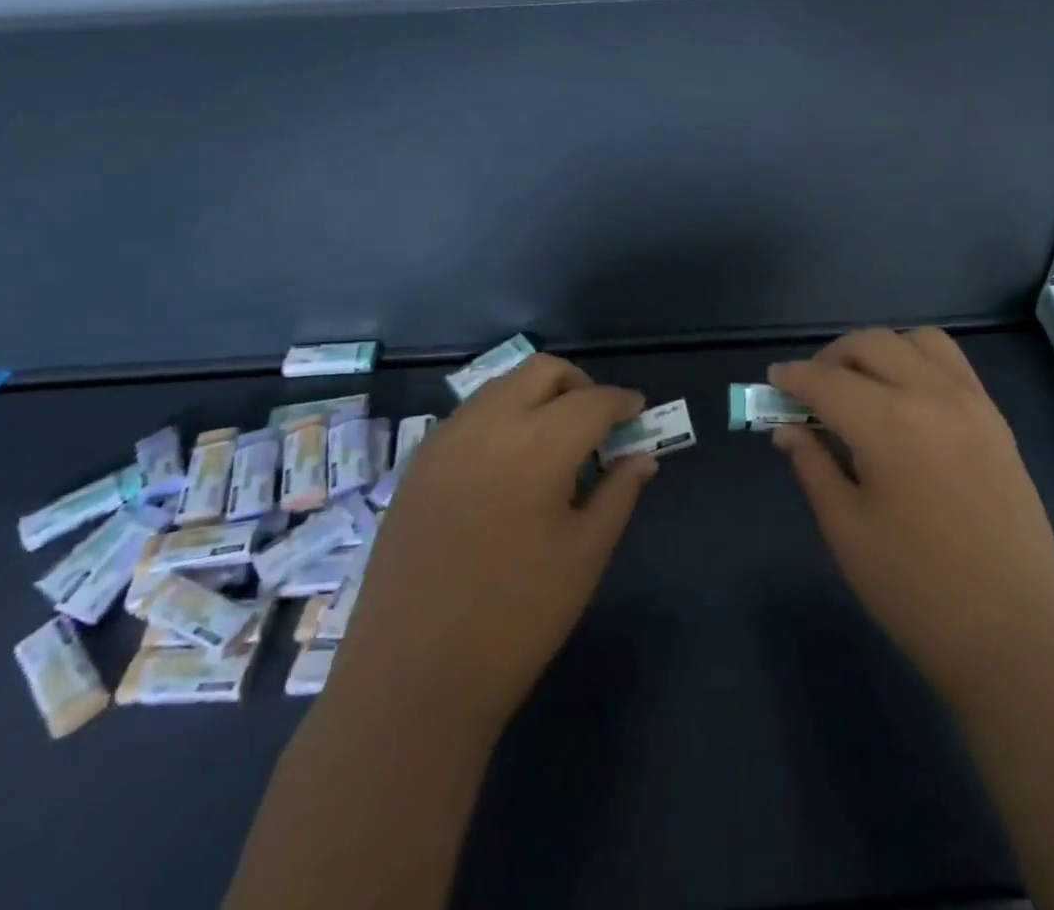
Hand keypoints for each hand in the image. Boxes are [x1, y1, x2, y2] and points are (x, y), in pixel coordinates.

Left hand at [343, 355, 655, 741]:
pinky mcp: (418, 465)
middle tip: (597, 423)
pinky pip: (471, 415)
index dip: (622, 402)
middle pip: (542, 371)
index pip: (592, 401)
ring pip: (502, 386)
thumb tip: (642, 456)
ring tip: (555, 442)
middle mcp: (487, 427)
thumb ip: (619, 493)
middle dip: (579, 384)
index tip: (638, 412)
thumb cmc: (516, 620)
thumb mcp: (585, 555)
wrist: (411, 681)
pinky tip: (510, 463)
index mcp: (536, 448)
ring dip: (538, 396)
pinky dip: (502, 417)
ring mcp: (444, 442)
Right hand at [771, 328, 1053, 709]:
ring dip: (879, 350)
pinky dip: (918, 360)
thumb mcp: (847, 530)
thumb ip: (813, 466)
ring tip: (861, 387)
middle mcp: (932, 395)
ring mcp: (972, 402)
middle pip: (870, 344)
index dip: (792, 378)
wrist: (1017, 635)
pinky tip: (906, 398)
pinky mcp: (996, 418)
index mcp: (889, 424)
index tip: (772, 381)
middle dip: (831, 357)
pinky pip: (952, 362)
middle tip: (811, 391)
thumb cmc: (917, 591)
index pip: (826, 380)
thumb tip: (787, 429)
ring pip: (916, 340)